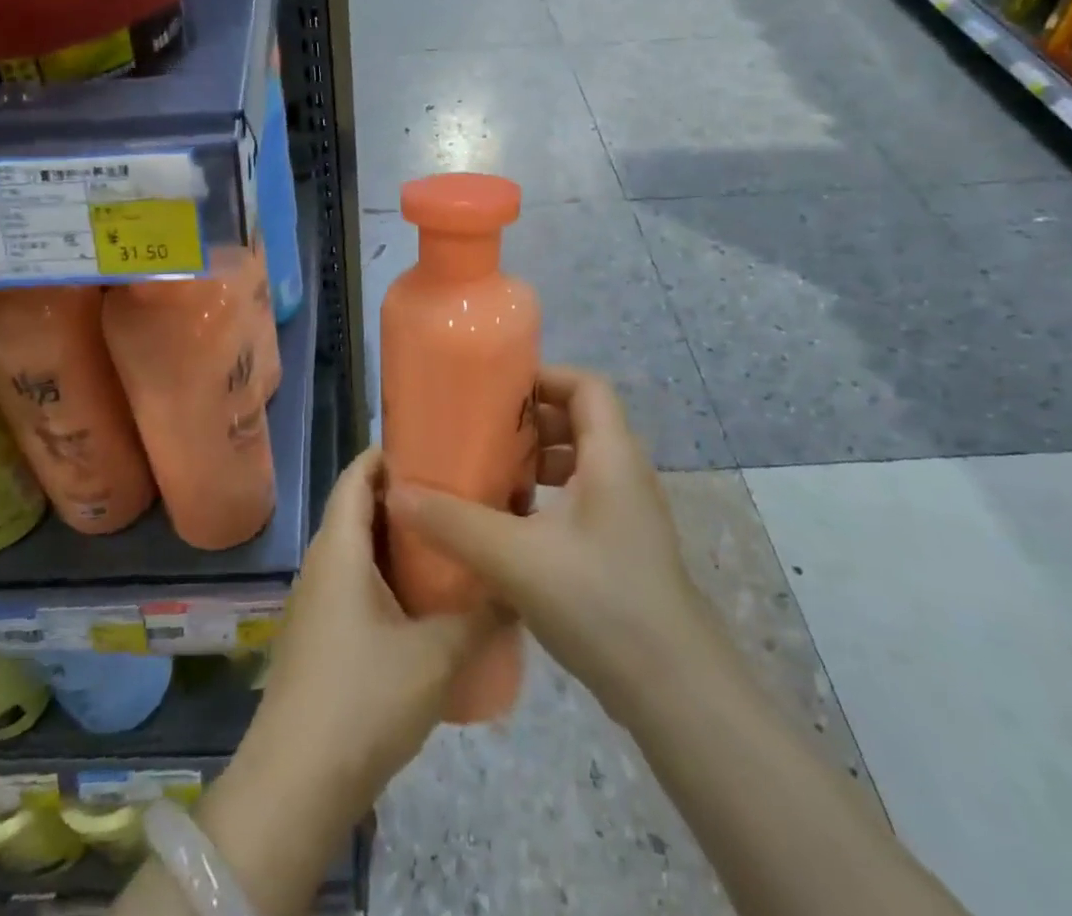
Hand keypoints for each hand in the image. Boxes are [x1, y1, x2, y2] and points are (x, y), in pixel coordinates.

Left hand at [244, 446, 495, 814]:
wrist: (295, 786)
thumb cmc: (362, 700)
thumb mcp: (435, 656)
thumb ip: (481, 617)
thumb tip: (517, 587)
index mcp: (340, 548)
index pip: (357, 475)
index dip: (390, 454)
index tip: (436, 446)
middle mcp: (323, 562)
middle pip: (360, 507)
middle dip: (406, 497)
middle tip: (459, 493)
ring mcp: (317, 600)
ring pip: (360, 549)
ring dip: (399, 541)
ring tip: (452, 540)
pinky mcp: (321, 634)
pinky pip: (356, 582)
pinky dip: (389, 575)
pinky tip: (427, 599)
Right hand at [386, 365, 703, 719]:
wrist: (675, 693)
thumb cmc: (601, 602)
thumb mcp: (517, 558)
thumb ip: (454, 523)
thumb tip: (396, 493)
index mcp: (612, 456)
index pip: (586, 386)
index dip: (543, 378)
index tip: (495, 392)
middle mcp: (625, 475)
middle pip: (580, 421)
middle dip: (530, 423)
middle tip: (481, 435)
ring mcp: (628, 516)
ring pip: (579, 465)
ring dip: (536, 464)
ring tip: (489, 478)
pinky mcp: (622, 550)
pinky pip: (581, 501)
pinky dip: (546, 500)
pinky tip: (510, 530)